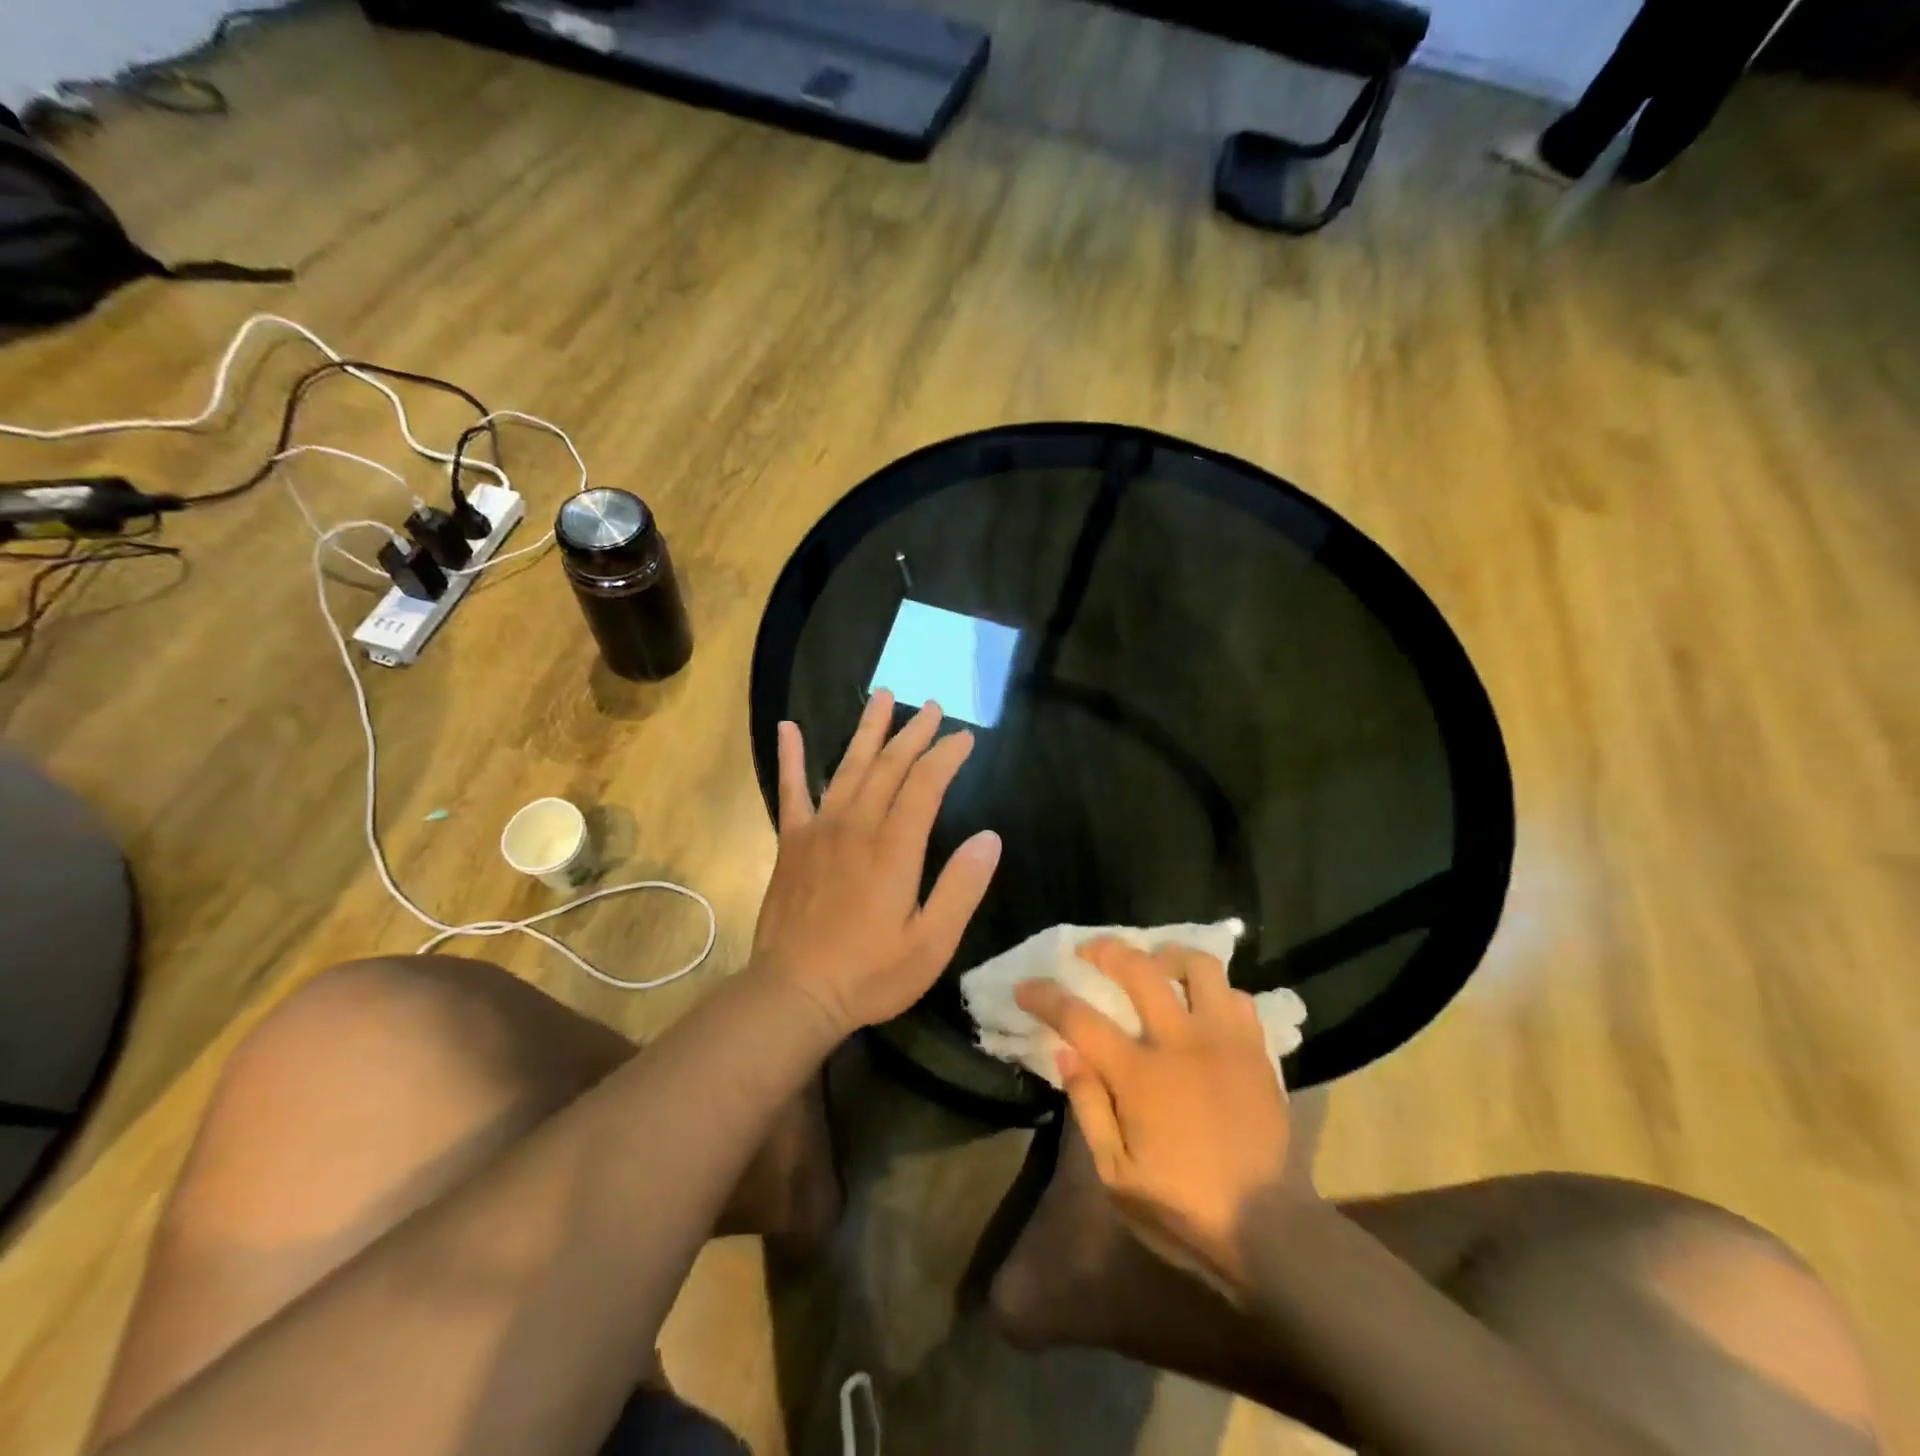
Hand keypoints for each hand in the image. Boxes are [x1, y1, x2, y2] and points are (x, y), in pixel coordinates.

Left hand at [751, 691, 1001, 1037]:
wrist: (793, 993)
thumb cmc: (870, 973)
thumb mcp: (932, 943)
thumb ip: (962, 887)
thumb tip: (990, 837)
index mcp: (894, 848)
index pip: (925, 784)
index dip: (946, 756)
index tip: (964, 736)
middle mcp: (857, 826)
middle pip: (889, 766)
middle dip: (913, 732)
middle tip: (931, 705)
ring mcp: (819, 830)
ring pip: (848, 767)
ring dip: (867, 730)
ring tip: (882, 696)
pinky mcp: (791, 842)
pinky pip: (790, 791)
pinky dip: (790, 758)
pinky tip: (787, 727)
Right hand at [1015, 940, 1304, 1291]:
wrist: (1269, 1228)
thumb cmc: (1184, 1206)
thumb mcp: (1117, 1175)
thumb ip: (1089, 1107)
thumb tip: (1067, 1054)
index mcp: (1140, 1075)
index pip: (1079, 1019)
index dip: (1045, 997)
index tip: (1025, 986)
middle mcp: (1181, 1042)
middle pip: (1139, 969)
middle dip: (1106, 950)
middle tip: (1089, 950)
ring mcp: (1224, 1040)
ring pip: (1198, 966)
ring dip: (1168, 956)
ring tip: (1154, 963)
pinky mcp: (1257, 1050)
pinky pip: (1236, 996)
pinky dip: (1214, 991)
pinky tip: (1201, 1004)